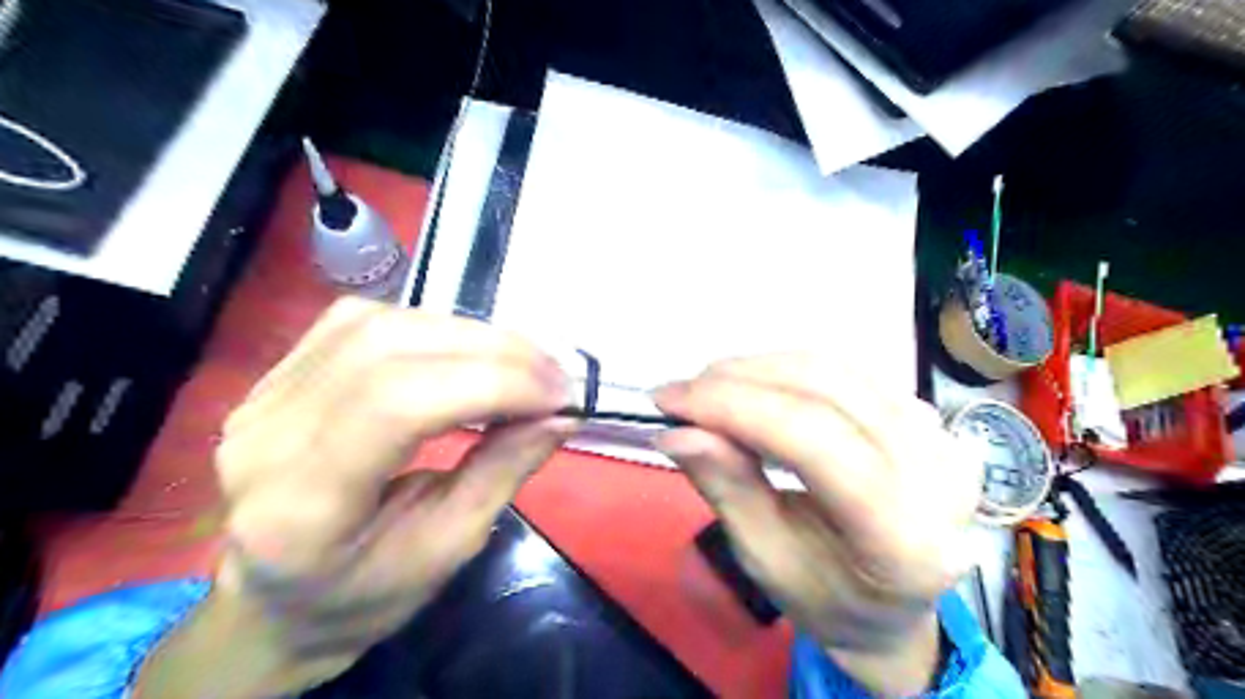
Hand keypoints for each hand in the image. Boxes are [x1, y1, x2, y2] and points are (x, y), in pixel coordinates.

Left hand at [137, 298, 571, 696]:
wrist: (276, 598)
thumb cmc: (362, 595)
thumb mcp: (447, 550)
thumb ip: (502, 472)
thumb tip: (560, 415)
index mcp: (299, 507)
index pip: (397, 404)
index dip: (491, 384)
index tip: (559, 398)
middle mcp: (267, 433)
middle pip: (388, 349)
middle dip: (493, 352)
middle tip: (555, 376)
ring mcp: (264, 394)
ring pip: (379, 323)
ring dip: (470, 334)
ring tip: (524, 363)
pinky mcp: (280, 373)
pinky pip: (364, 321)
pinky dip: (435, 327)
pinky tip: (470, 351)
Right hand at [653, 356, 983, 698]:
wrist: (894, 608)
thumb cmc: (827, 599)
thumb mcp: (767, 561)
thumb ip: (728, 489)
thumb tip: (677, 431)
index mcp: (900, 535)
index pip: (812, 438)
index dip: (734, 407)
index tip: (669, 400)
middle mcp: (937, 475)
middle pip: (826, 390)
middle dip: (741, 380)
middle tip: (684, 391)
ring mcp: (943, 440)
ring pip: (837, 370)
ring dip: (763, 369)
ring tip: (712, 387)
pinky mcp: (931, 421)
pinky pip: (850, 374)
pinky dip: (791, 373)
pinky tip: (757, 389)